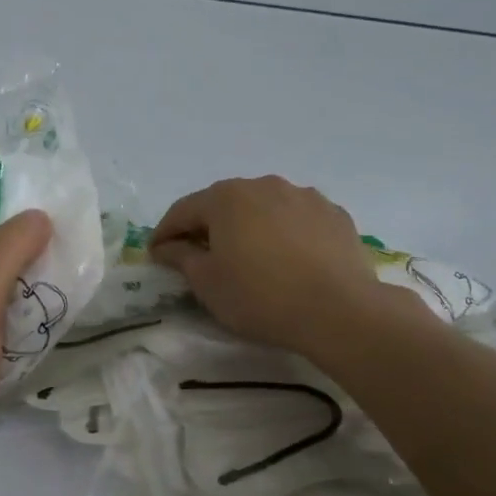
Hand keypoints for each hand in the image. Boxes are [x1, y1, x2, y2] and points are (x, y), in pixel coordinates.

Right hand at [149, 176, 395, 361]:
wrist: (339, 310)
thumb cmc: (260, 296)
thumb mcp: (208, 283)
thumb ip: (181, 258)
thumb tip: (166, 246)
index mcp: (226, 197)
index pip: (183, 210)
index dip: (165, 233)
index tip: (156, 254)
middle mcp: (264, 184)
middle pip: (224, 204)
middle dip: (207, 227)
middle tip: (199, 256)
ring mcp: (304, 196)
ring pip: (264, 208)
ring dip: (249, 227)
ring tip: (249, 256)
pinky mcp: (334, 214)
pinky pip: (297, 219)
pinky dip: (284, 233)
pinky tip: (288, 259)